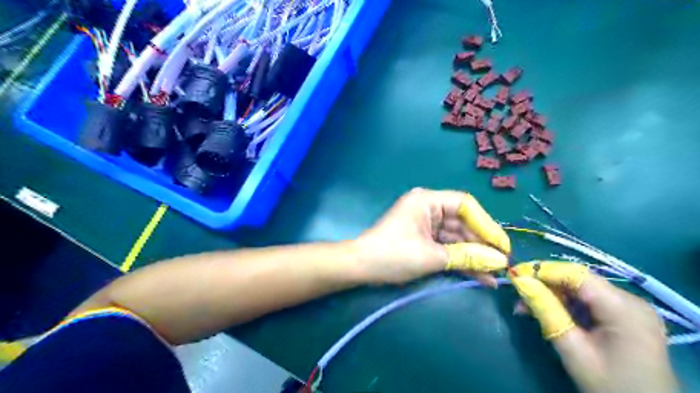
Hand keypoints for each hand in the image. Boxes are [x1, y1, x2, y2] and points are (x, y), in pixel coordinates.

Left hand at [356, 187, 509, 285]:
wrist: (360, 267)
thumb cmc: (393, 255)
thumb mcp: (432, 256)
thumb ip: (467, 256)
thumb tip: (500, 262)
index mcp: (427, 201)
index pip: (466, 205)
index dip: (487, 225)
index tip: (502, 246)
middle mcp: (428, 208)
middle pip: (462, 223)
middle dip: (481, 245)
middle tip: (502, 265)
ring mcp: (425, 224)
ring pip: (456, 237)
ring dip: (473, 256)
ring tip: (494, 275)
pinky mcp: (423, 239)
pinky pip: (446, 246)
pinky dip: (459, 260)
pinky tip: (479, 276)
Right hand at [510, 261, 678, 392]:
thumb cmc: (611, 386)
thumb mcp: (573, 349)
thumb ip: (546, 310)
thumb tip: (519, 282)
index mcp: (624, 308)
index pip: (576, 274)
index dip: (543, 270)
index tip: (514, 273)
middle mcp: (631, 301)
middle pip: (578, 281)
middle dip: (545, 284)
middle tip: (517, 293)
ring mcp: (630, 309)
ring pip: (581, 290)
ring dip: (552, 295)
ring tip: (525, 306)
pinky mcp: (625, 317)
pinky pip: (589, 302)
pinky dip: (566, 305)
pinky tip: (547, 312)